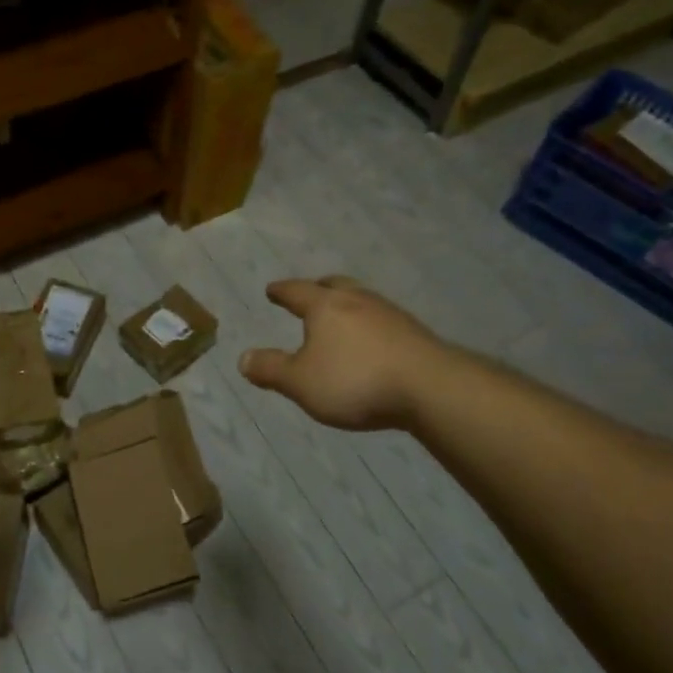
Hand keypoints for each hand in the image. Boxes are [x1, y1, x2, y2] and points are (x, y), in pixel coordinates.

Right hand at [239, 277, 450, 431]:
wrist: (430, 387)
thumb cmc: (355, 381)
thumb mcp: (301, 382)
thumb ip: (271, 370)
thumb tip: (242, 358)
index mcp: (325, 306)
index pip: (297, 291)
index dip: (281, 291)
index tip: (271, 290)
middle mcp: (357, 300)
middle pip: (334, 285)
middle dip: (318, 288)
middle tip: (310, 293)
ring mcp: (390, 314)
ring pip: (361, 300)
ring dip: (347, 305)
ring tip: (341, 318)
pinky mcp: (414, 332)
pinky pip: (382, 320)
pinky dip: (369, 325)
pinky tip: (371, 342)